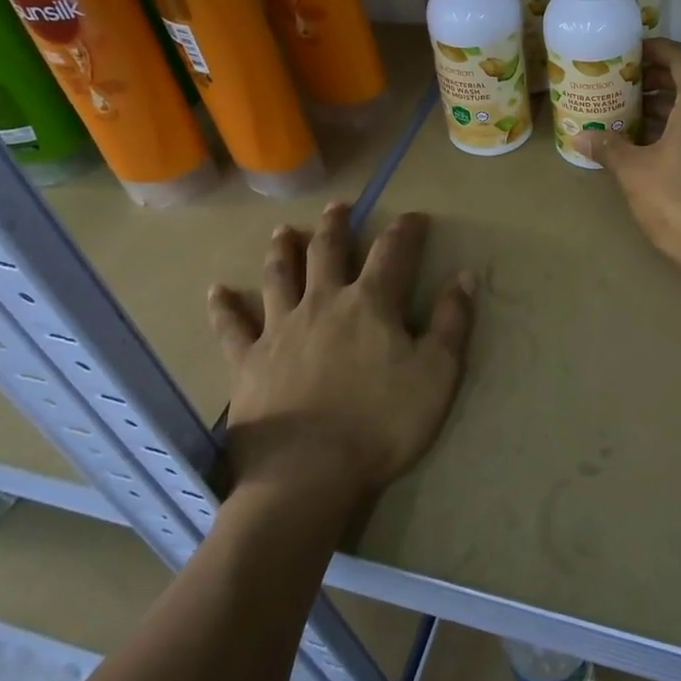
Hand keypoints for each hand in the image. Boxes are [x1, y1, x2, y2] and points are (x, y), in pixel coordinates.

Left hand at [209, 203, 476, 507]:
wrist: (308, 474)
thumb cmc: (381, 424)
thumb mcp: (437, 374)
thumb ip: (452, 323)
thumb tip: (464, 276)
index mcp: (370, 304)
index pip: (392, 252)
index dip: (406, 230)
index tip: (414, 217)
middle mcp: (323, 303)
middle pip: (327, 252)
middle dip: (336, 225)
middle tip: (338, 207)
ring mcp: (280, 329)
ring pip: (279, 276)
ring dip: (283, 250)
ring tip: (282, 231)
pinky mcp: (248, 361)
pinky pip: (232, 327)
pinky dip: (224, 307)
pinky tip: (217, 291)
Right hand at [578, 39, 680, 281]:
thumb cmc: (679, 203)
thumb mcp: (635, 172)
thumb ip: (608, 146)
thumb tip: (580, 135)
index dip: (656, 49)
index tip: (629, 53)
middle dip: (659, 77)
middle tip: (625, 83)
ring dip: (672, 103)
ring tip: (634, 112)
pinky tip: (658, 142)